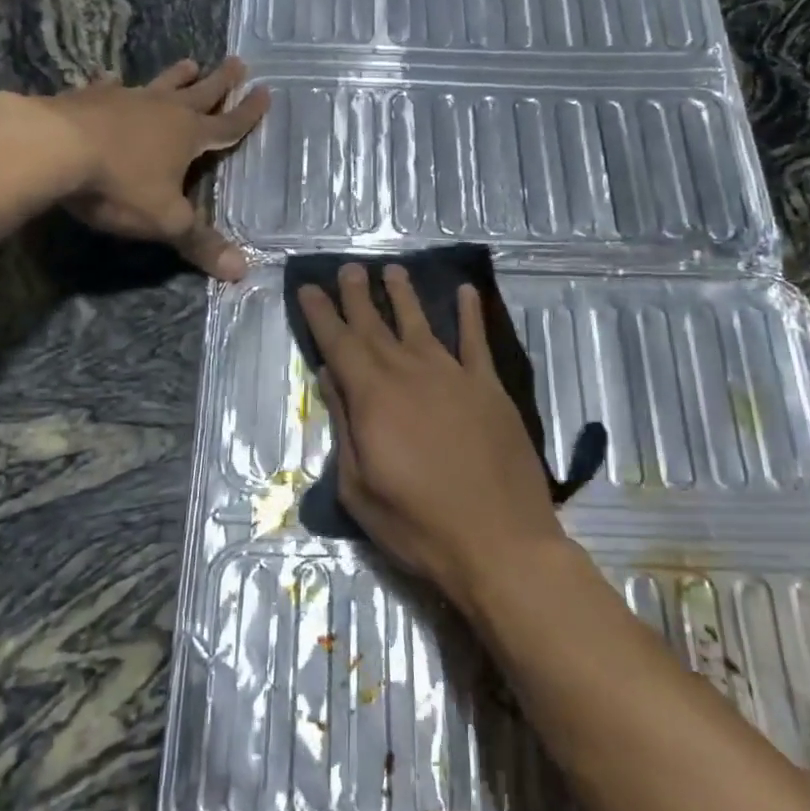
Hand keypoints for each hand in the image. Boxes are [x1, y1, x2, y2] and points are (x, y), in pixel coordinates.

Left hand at [45, 58, 268, 280]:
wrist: (51, 149)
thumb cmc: (119, 185)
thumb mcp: (166, 220)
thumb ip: (201, 243)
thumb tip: (242, 271)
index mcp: (188, 136)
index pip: (228, 125)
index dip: (248, 113)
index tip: (266, 92)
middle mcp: (162, 111)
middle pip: (200, 93)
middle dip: (221, 82)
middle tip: (238, 62)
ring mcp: (124, 100)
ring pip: (159, 84)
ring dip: (176, 76)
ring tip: (190, 62)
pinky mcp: (87, 99)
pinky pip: (107, 87)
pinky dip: (113, 84)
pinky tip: (111, 78)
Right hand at [297, 263, 562, 609]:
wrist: (499, 542)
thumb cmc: (417, 524)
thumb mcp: (359, 487)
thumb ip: (344, 426)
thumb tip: (331, 376)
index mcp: (374, 397)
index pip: (339, 343)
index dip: (322, 314)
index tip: (310, 288)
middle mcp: (411, 373)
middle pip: (377, 325)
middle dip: (358, 295)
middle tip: (347, 268)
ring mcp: (454, 376)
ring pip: (422, 323)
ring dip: (405, 295)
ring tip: (393, 270)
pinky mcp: (489, 388)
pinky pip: (477, 341)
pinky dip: (470, 314)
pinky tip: (465, 293)